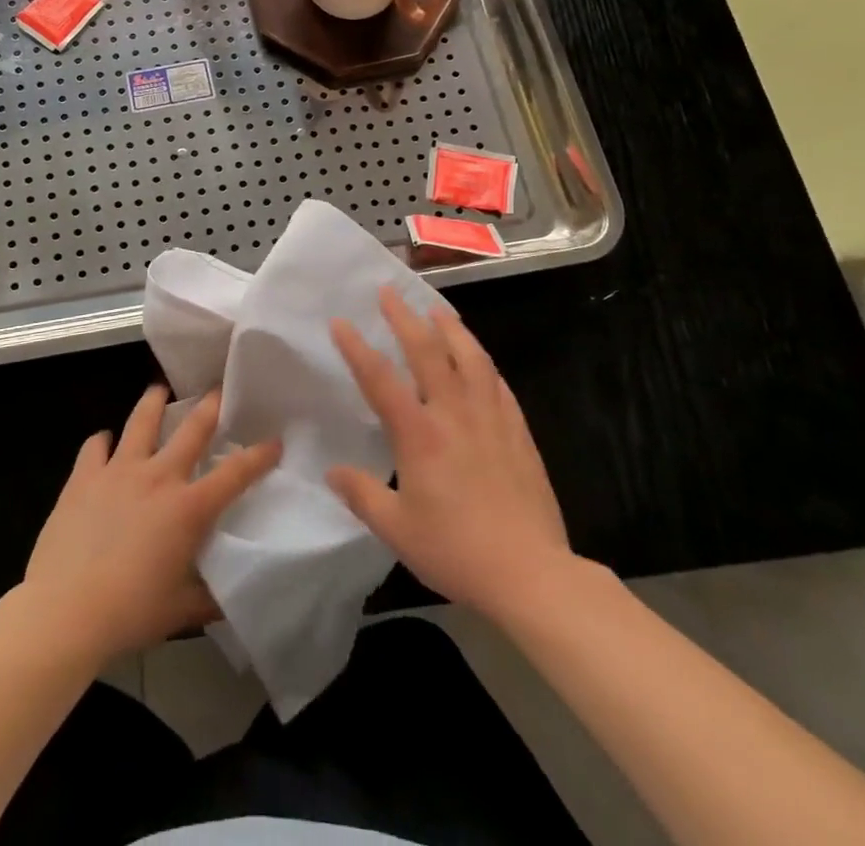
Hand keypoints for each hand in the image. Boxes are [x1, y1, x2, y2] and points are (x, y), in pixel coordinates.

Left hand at [24, 385, 280, 664]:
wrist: (64, 611)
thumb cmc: (129, 613)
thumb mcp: (180, 612)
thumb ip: (208, 598)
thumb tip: (230, 597)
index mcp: (188, 508)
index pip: (235, 474)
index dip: (259, 455)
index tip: (274, 441)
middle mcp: (157, 477)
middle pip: (192, 428)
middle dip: (211, 405)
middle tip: (219, 388)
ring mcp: (118, 471)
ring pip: (141, 421)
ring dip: (154, 401)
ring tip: (159, 389)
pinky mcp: (83, 477)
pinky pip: (95, 446)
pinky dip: (102, 441)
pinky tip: (104, 442)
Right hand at [327, 287, 573, 622]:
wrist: (531, 573)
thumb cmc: (457, 551)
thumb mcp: (397, 529)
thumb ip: (362, 495)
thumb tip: (333, 471)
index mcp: (419, 435)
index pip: (380, 380)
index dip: (357, 348)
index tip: (341, 322)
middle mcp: (454, 414)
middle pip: (427, 352)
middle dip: (404, 317)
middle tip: (388, 291)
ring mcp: (490, 418)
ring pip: (469, 358)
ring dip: (449, 328)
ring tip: (436, 309)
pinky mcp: (518, 431)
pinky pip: (497, 383)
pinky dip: (482, 362)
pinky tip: (478, 358)